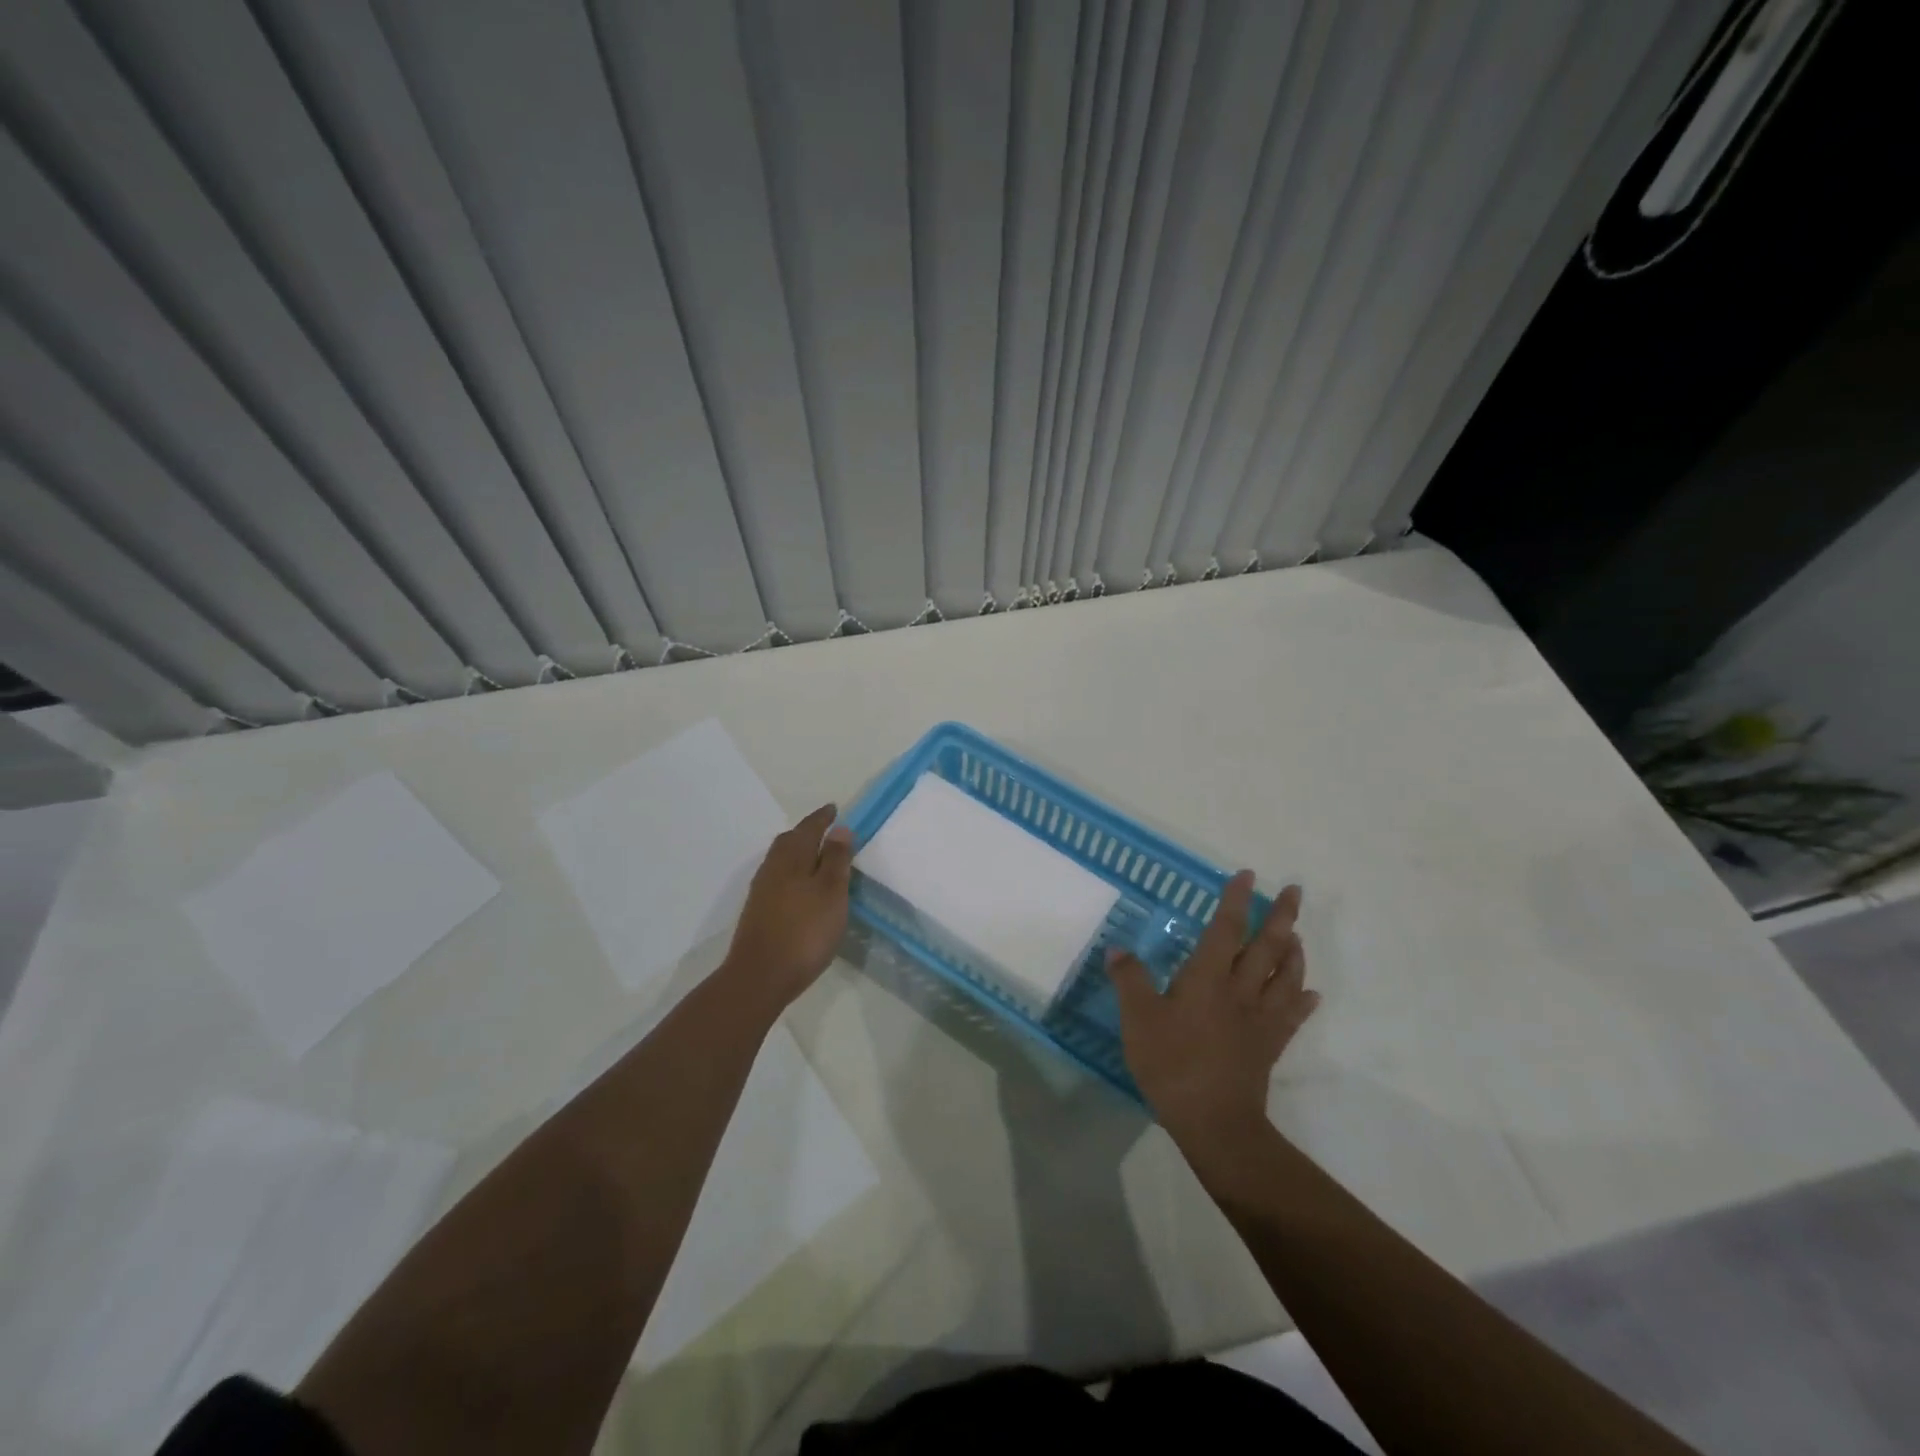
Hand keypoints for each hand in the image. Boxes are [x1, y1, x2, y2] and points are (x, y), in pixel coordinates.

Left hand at [723, 804, 854, 1011]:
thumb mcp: (831, 893)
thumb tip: (839, 828)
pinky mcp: (758, 912)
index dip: (822, 818)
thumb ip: (836, 859)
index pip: (809, 829)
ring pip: (782, 860)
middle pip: (790, 841)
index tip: (834, 809)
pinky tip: (801, 888)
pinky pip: (778, 879)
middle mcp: (772, 869)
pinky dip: (792, 873)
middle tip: (826, 830)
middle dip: (808, 832)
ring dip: (799, 853)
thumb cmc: (804, 931)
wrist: (760, 976)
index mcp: (791, 858)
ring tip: (818, 857)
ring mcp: (762, 891)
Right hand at [1107, 873, 1317, 1141]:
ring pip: (1285, 977)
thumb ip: (1129, 980)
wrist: (1214, 1121)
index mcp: (1207, 978)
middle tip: (1295, 892)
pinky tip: (1311, 994)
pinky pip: (1292, 1017)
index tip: (1247, 875)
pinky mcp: (1270, 1046)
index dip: (1235, 901)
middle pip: (1266, 947)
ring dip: (1294, 952)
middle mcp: (1240, 990)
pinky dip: (1302, 1001)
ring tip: (1298, 935)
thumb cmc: (1172, 1064)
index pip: (1225, 929)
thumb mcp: (1138, 1019)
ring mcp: (1260, 1019)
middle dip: (1281, 916)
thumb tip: (1117, 948)